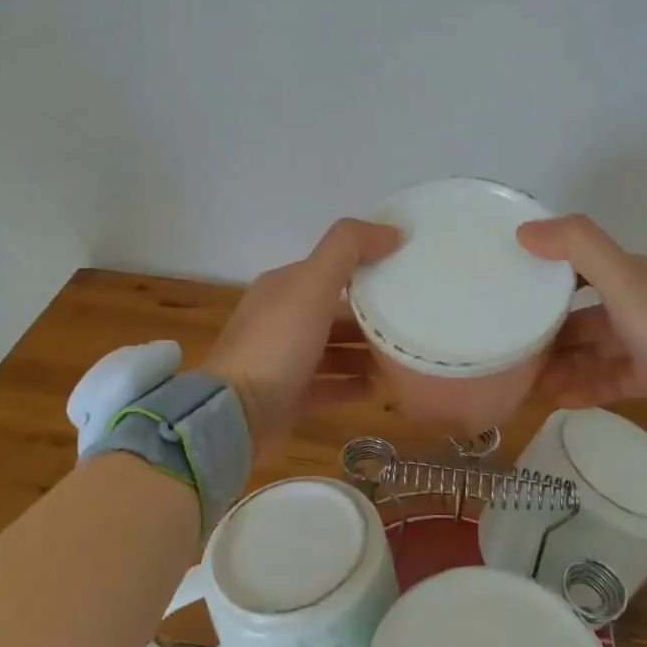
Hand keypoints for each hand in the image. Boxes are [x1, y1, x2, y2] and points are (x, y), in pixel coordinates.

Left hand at [204, 218, 402, 459]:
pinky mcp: (288, 397)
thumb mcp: (313, 284)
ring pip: (333, 350)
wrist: (235, 416)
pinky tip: (381, 389)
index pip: (331, 269)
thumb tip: (392, 230)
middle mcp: (280, 319)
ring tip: (402, 359)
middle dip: (370, 317)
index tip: (406, 275)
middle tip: (411, 323)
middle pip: (334, 311)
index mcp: (282, 287)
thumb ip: (349, 249)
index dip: (366, 269)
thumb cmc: (277, 344)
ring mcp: (282, 360)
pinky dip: (354, 384)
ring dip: (366, 353)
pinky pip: (329, 385)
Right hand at [517, 216, 646, 445]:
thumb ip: (579, 248)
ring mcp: (643, 346)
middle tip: (506, 347)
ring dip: (558, 364)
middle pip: (577, 315)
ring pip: (588, 351)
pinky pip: (604, 381)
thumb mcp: (625, 283)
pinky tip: (555, 400)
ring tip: (522, 382)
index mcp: (629, 278)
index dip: (541, 274)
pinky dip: (581, 388)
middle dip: (543, 330)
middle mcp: (634, 307)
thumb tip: (524, 230)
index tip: (502, 287)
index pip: (575, 268)